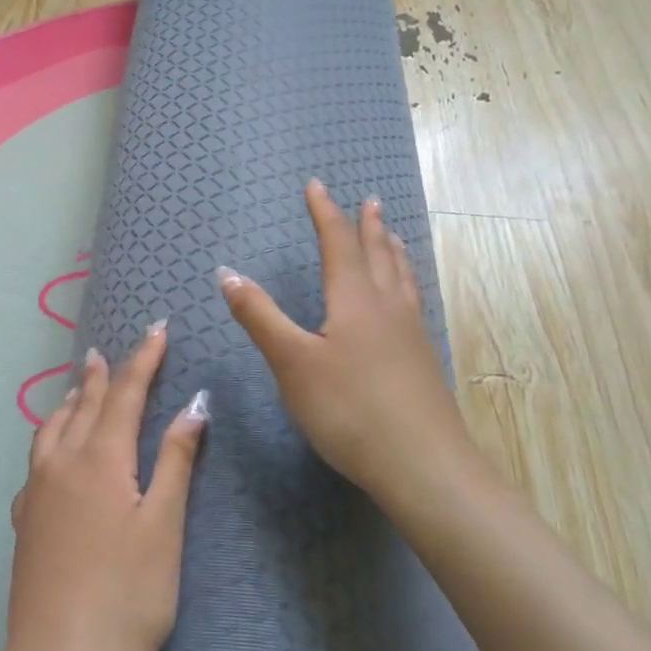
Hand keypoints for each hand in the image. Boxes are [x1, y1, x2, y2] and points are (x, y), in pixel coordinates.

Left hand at [0, 325, 208, 650]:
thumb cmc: (127, 597)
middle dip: (102, 375)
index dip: (143, 359)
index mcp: (100, 458)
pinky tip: (53, 455)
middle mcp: (61, 464)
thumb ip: (176, 460)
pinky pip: (36, 460)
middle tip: (108, 350)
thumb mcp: (163, 527)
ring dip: (70, 402)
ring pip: (51, 429)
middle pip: (84, 404)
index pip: (125, 393)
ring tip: (80, 389)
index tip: (157, 329)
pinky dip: (50, 438)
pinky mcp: (24, 522)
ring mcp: (36, 493)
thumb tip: (194, 403)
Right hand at [217, 179, 470, 500]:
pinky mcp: (422, 361)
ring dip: (392, 251)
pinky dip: (405, 283)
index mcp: (354, 299)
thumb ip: (260, 316)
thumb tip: (227, 272)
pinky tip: (405, 301)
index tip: (316, 184)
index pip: (337, 243)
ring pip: (401, 278)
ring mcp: (410, 334)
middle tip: (369, 201)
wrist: (423, 466)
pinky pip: (412, 302)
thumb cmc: (349, 409)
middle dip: (367, 226)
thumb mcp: (292, 362)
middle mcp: (386, 307)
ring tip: (392, 236)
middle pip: (377, 254)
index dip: (325, 212)